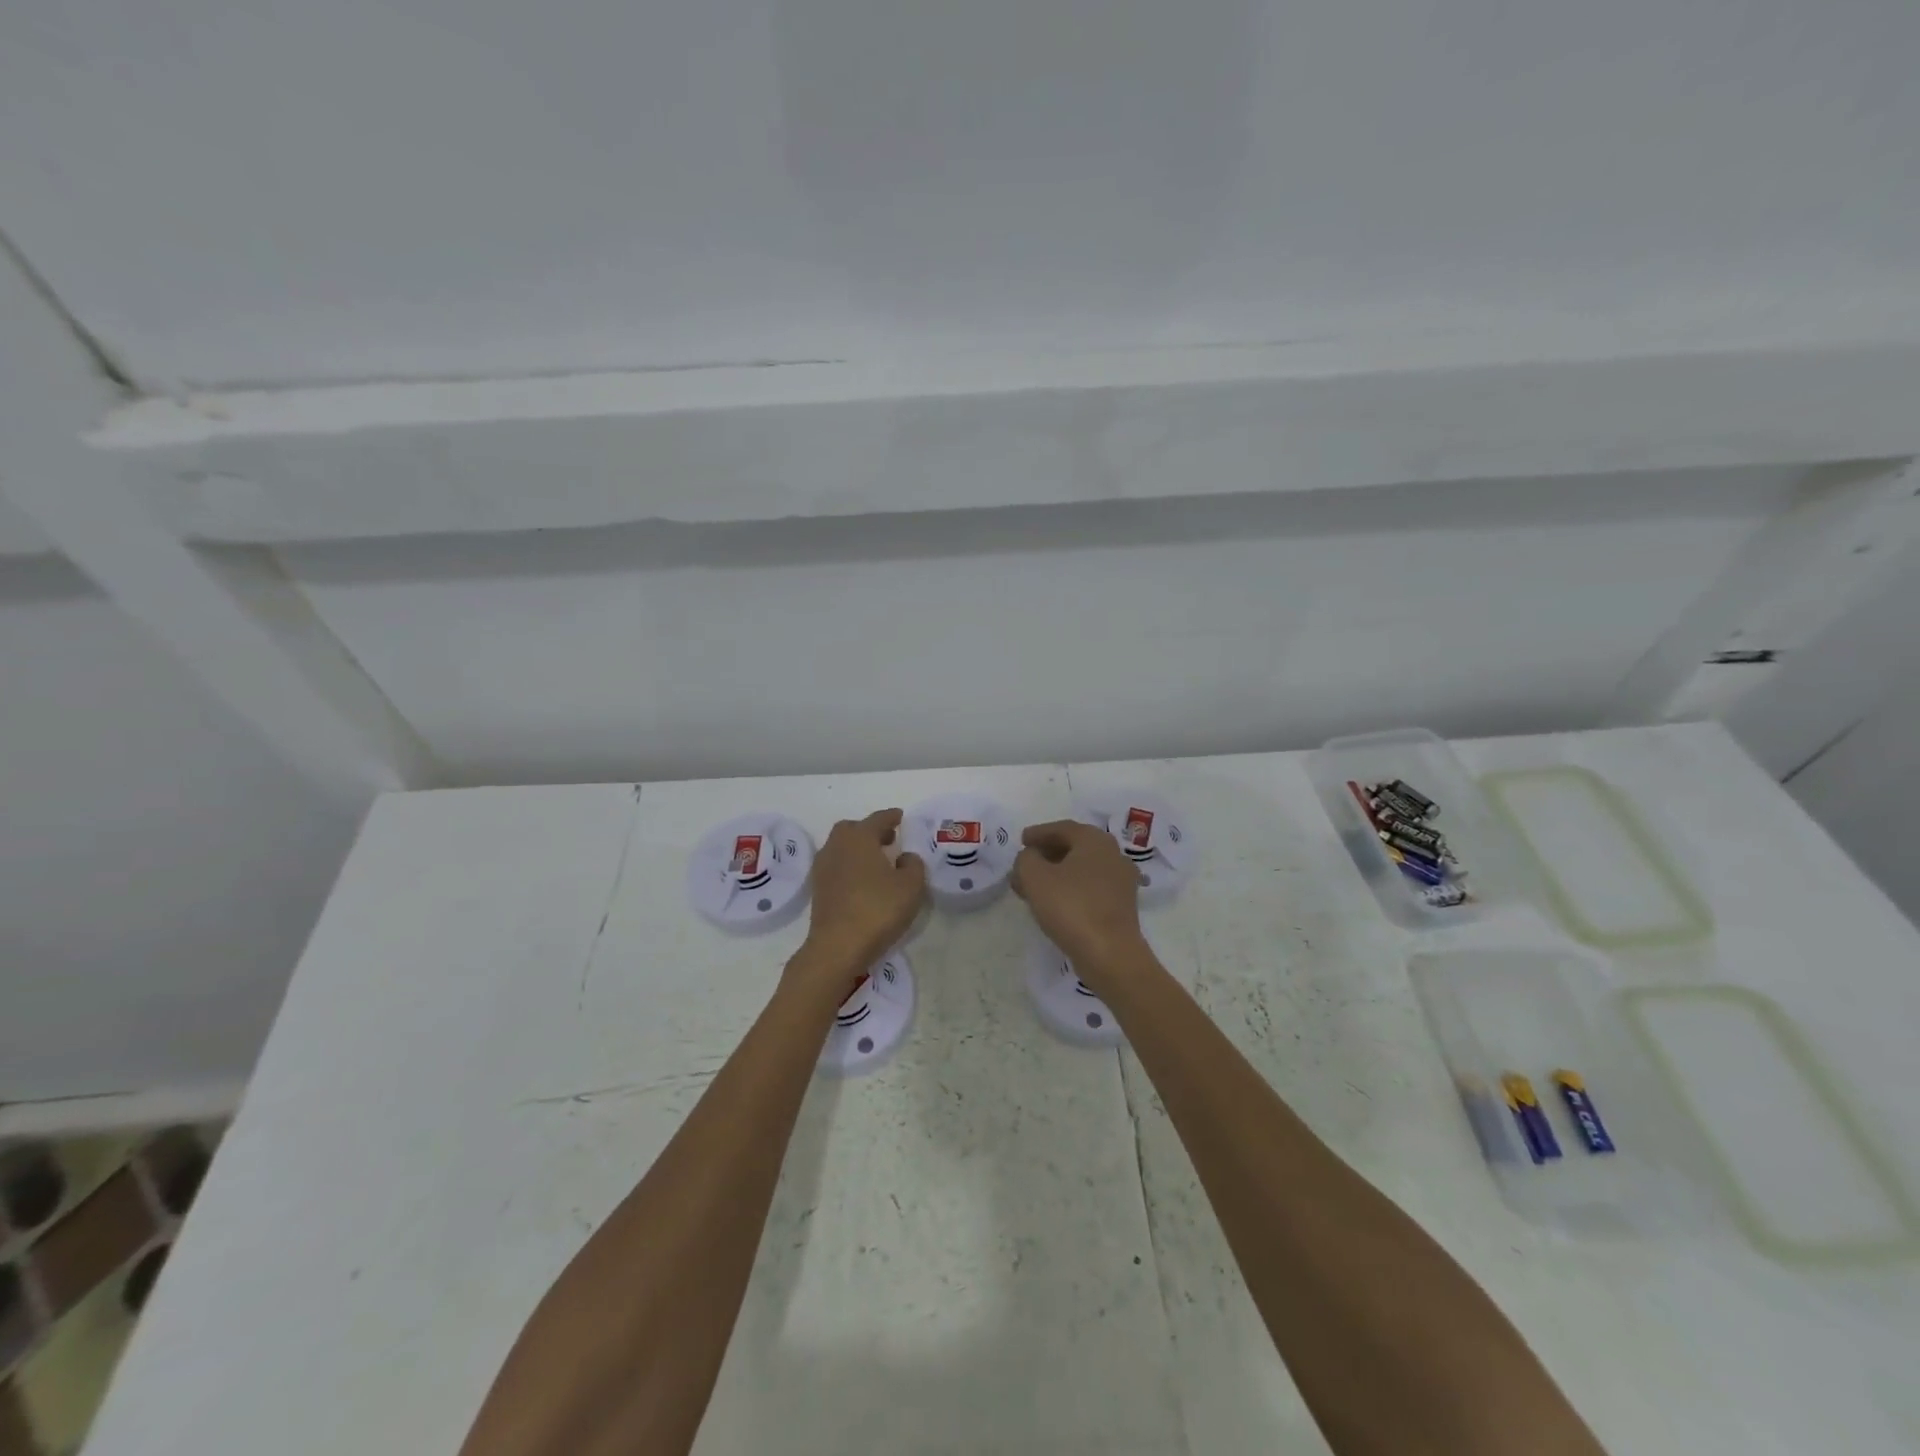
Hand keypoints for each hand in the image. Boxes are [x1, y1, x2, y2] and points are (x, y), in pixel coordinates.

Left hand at [799, 809, 927, 982]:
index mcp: (859, 837)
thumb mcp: (911, 886)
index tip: (900, 816)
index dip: (891, 817)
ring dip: (858, 848)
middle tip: (888, 839)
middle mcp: (837, 846)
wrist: (837, 946)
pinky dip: (849, 865)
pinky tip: (862, 880)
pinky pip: (836, 866)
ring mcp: (823, 868)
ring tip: (877, 861)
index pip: (878, 819)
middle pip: (853, 829)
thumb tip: (904, 857)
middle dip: (870, 830)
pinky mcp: (818, 889)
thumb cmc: (878, 909)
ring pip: (841, 847)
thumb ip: (913, 865)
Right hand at [1012, 820, 1150, 987]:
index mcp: (1095, 840)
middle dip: (1046, 855)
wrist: (1110, 954)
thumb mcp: (1035, 877)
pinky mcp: (1122, 905)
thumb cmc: (1071, 907)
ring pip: (1081, 869)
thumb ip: (1026, 859)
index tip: (1021, 841)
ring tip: (1033, 887)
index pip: (1062, 828)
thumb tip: (1030, 857)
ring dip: (1056, 874)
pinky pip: (1090, 887)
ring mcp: (1121, 881)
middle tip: (1024, 865)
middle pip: (1073, 847)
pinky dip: (1070, 889)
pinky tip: (1055, 903)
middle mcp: (1113, 854)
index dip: (1038, 834)